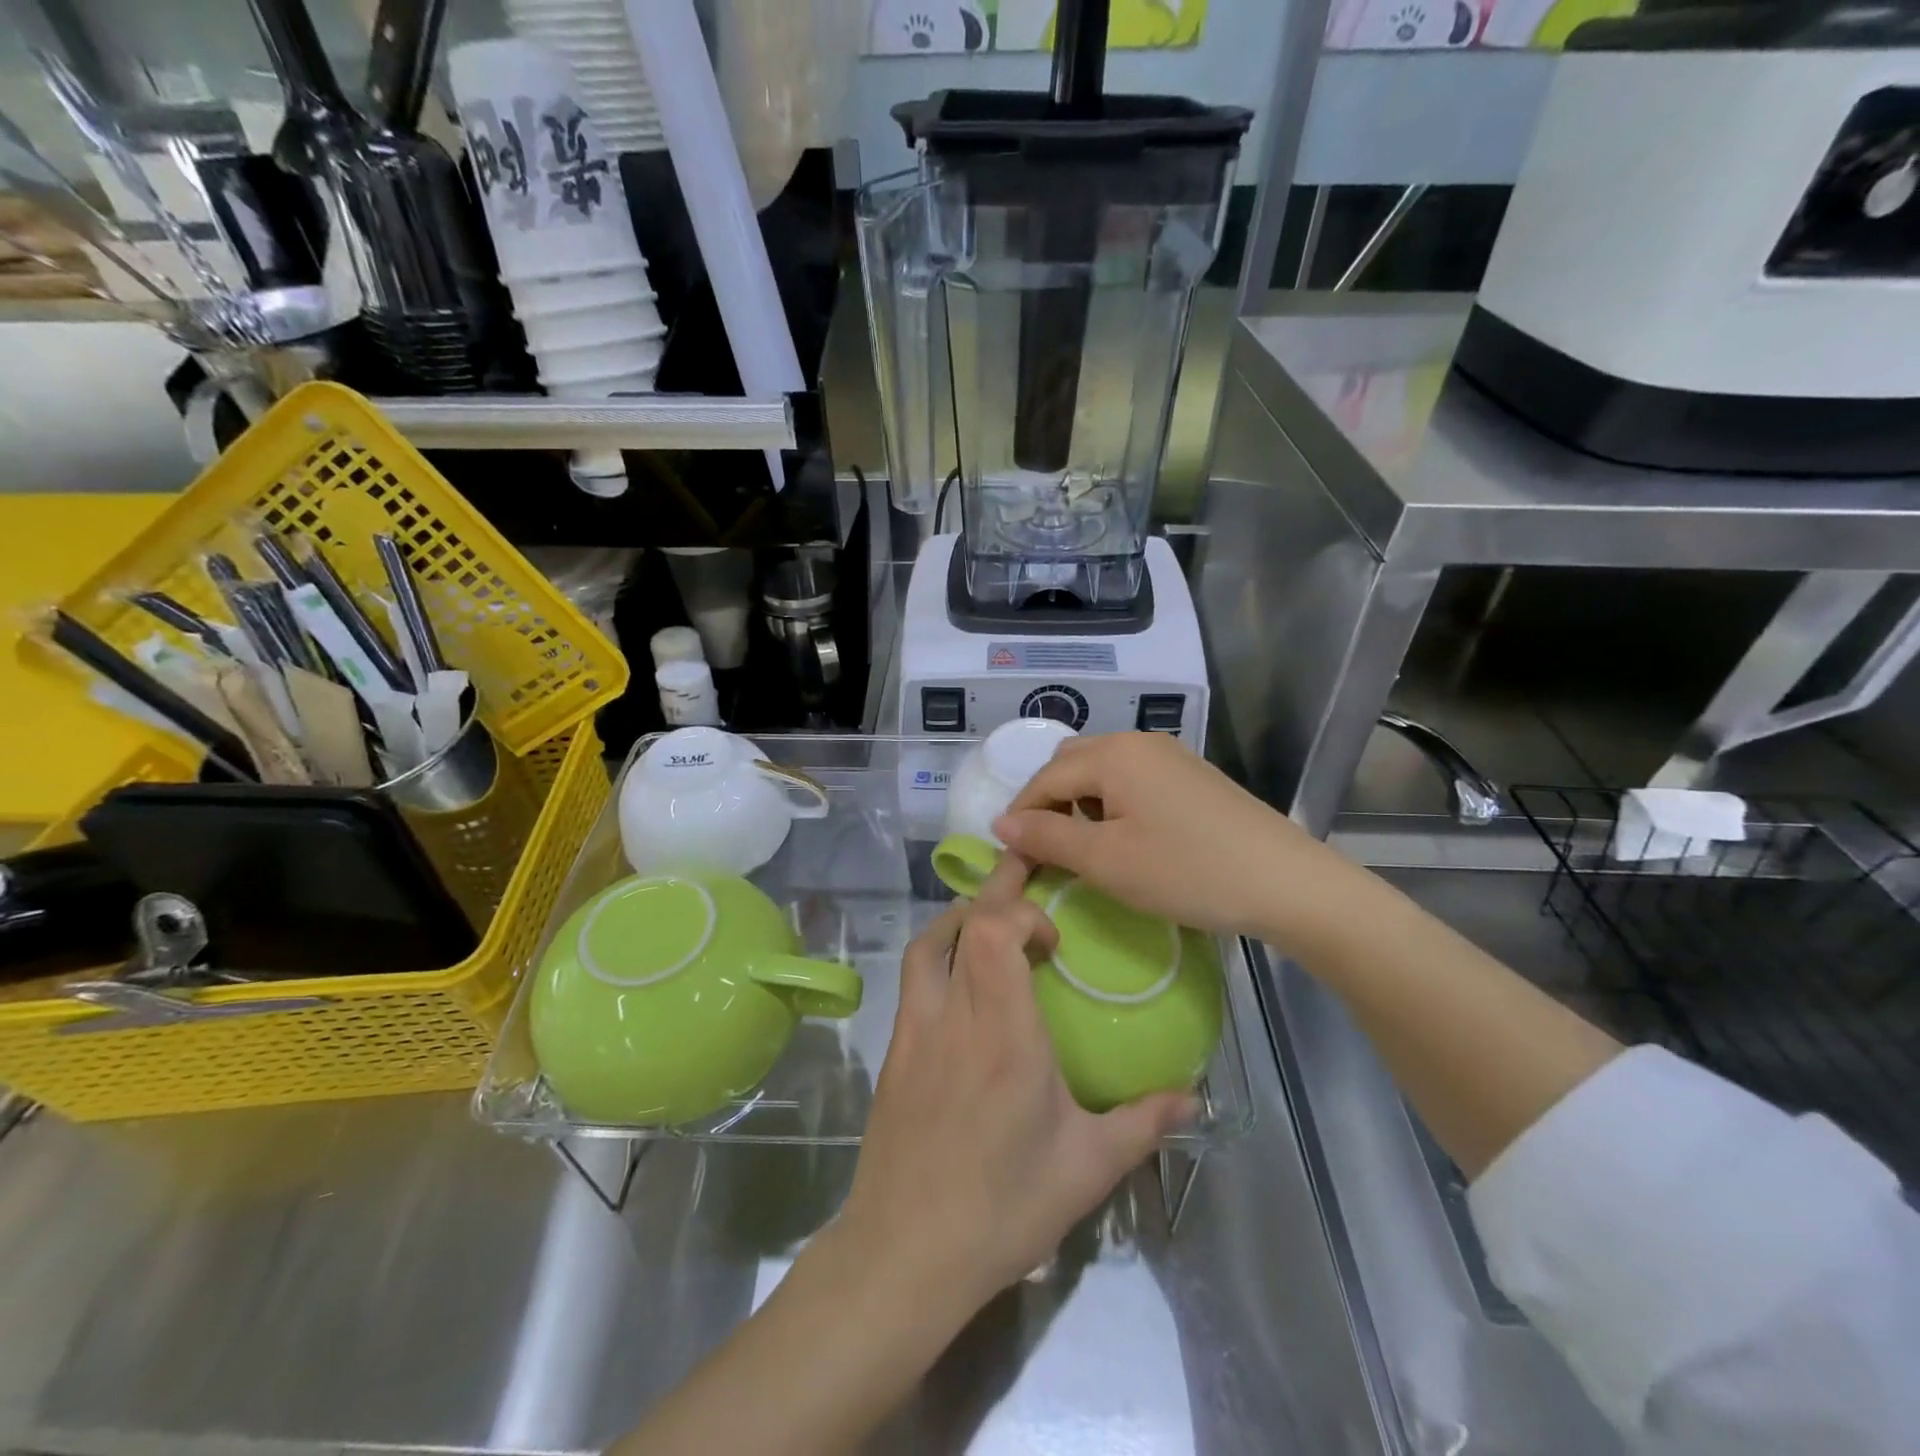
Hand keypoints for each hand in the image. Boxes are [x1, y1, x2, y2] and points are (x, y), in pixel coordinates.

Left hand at [837, 854, 1194, 1314]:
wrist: (905, 1253)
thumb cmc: (1002, 1208)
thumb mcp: (1086, 1169)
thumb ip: (1142, 1124)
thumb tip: (1192, 1096)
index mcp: (1003, 1035)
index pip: (995, 933)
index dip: (1022, 912)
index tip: (1054, 938)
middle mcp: (954, 1017)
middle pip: (965, 924)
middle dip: (997, 889)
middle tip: (1026, 875)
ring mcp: (916, 1030)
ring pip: (928, 944)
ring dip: (961, 918)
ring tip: (993, 923)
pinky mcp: (895, 1050)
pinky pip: (915, 978)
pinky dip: (940, 954)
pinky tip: (963, 982)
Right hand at [996, 731, 1372, 952]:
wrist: (1285, 882)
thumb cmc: (1186, 871)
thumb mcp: (1105, 860)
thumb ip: (1047, 837)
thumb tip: (1001, 822)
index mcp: (1112, 754)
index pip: (1045, 777)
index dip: (1022, 815)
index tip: (1011, 856)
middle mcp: (1139, 742)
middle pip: (1072, 764)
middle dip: (1050, 803)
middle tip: (1047, 850)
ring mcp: (1171, 755)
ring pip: (1103, 770)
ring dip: (1081, 802)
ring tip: (1086, 848)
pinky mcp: (1193, 775)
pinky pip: (1134, 778)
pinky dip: (1113, 803)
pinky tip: (1128, 838)